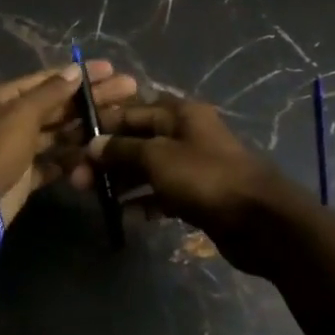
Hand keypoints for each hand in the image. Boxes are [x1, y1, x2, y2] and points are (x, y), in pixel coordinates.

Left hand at [0, 60, 138, 226]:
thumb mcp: (20, 115)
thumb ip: (50, 93)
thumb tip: (75, 70)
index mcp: (2, 98)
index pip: (46, 80)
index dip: (78, 74)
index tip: (111, 69)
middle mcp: (8, 120)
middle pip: (55, 105)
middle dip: (90, 99)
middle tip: (129, 90)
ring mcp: (16, 150)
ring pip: (56, 134)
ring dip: (85, 127)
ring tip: (121, 121)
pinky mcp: (23, 178)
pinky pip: (52, 163)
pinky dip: (72, 159)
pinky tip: (98, 153)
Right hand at [88, 96, 302, 275]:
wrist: (261, 221)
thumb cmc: (205, 177)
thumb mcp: (157, 157)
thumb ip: (122, 150)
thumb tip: (93, 145)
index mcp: (178, 114)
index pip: (129, 112)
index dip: (100, 126)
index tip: (72, 144)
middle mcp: (185, 134)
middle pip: (137, 141)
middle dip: (106, 158)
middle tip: (76, 180)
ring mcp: (193, 165)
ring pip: (148, 168)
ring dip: (122, 181)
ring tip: (95, 198)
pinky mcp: (198, 195)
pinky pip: (163, 193)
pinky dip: (144, 202)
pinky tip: (125, 216)